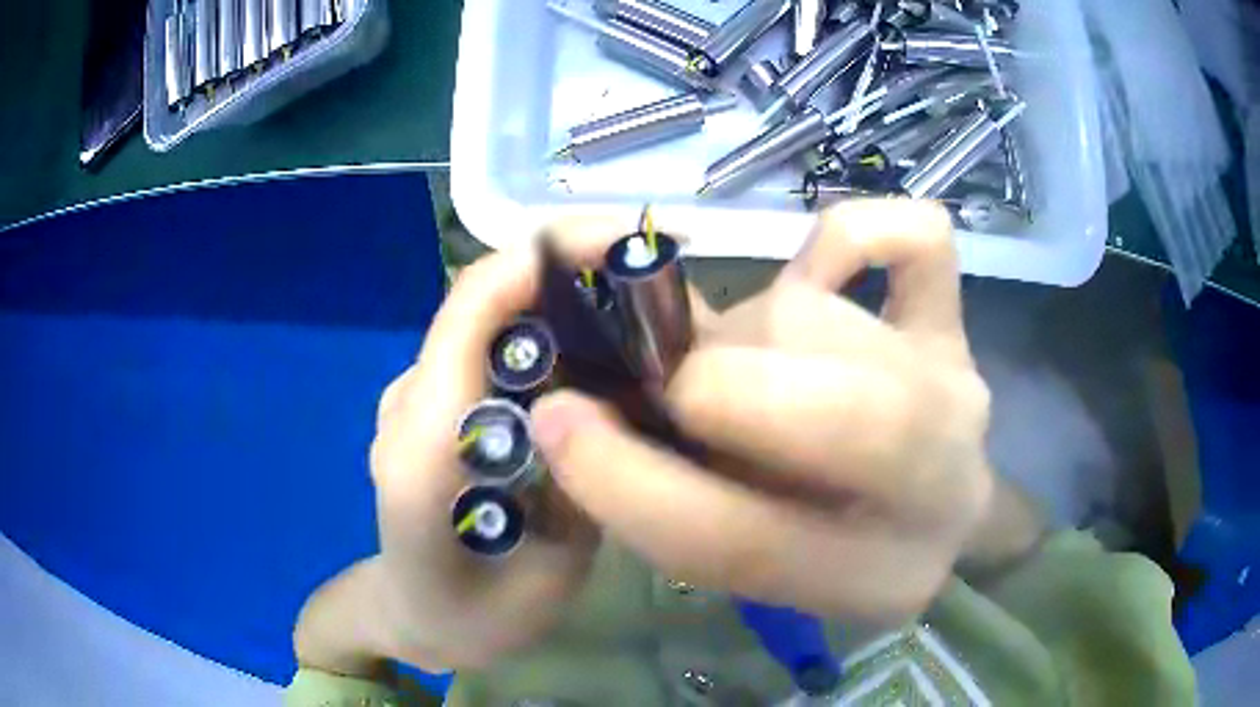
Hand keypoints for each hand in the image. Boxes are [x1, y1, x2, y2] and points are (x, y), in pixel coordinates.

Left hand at [364, 245, 597, 670]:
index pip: (473, 307)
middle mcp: (409, 402)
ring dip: (562, 308)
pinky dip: (543, 343)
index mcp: (425, 444)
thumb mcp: (550, 574)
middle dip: (571, 273)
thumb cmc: (474, 620)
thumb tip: (615, 402)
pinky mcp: (425, 406)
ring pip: (492, 323)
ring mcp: (410, 400)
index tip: (629, 243)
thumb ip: (579, 486)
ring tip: (634, 333)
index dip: (547, 255)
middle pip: (486, 300)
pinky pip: (487, 355)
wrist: (411, 621)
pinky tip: (587, 376)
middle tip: (656, 291)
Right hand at [531, 200, 993, 630]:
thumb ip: (685, 502)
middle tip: (679, 388)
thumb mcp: (765, 565)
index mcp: (877, 580)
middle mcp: (940, 485)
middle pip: (827, 412)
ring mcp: (959, 386)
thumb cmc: (840, 546)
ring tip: (748, 361)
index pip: (743, 543)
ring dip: (749, 331)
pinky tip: (818, 271)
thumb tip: (582, 412)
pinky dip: (850, 234)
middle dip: (711, 386)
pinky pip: (913, 237)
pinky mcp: (959, 321)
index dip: (627, 482)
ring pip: (819, 316)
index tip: (557, 422)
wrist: (941, 511)